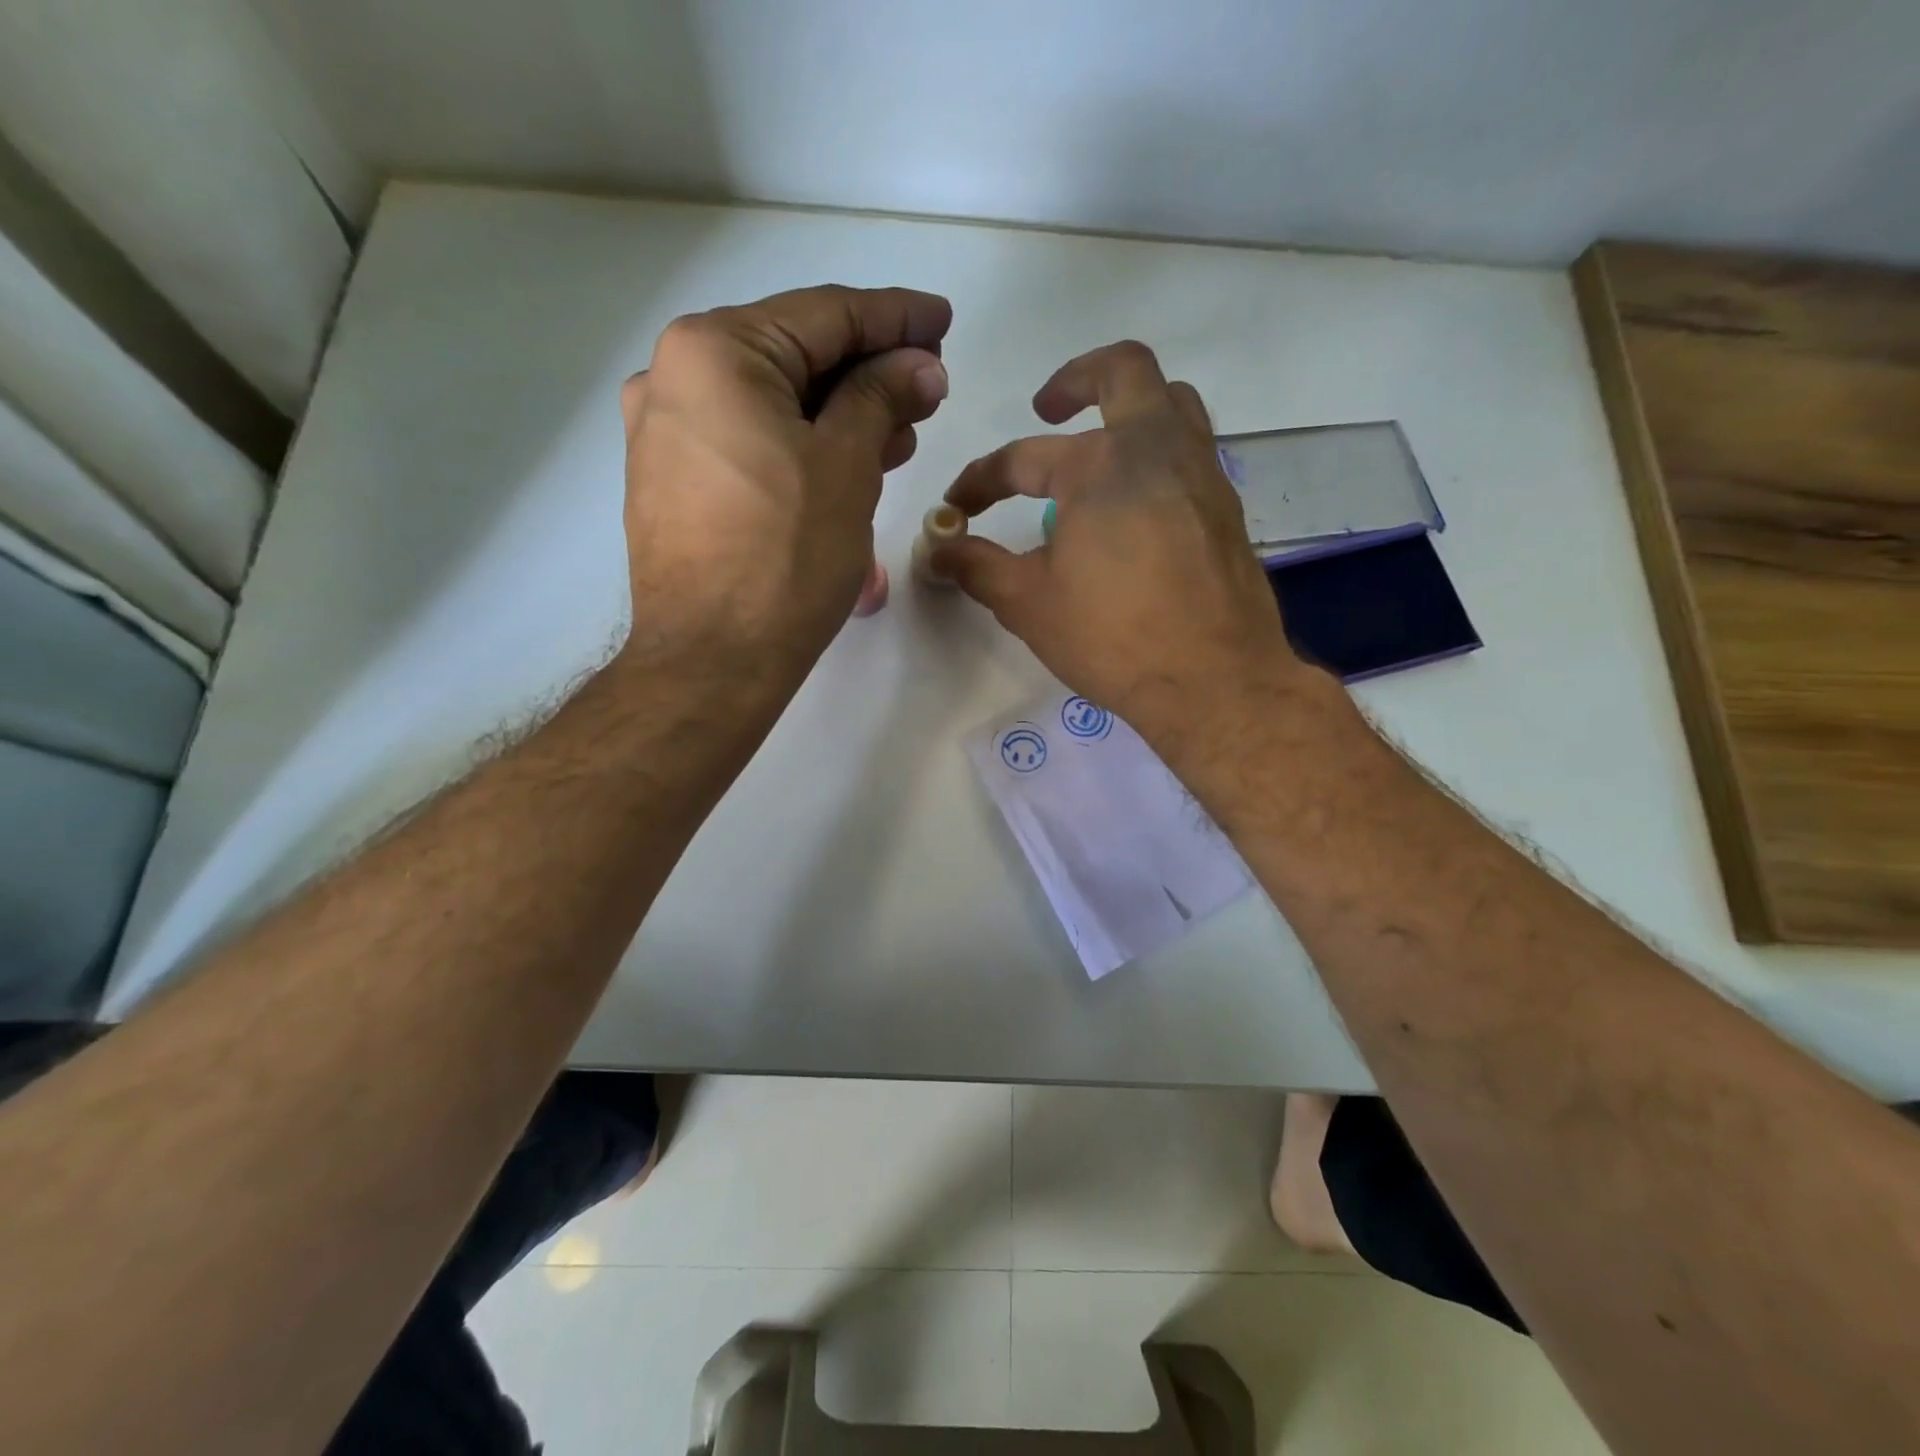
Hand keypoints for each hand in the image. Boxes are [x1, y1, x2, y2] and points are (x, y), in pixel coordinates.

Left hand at [619, 284, 951, 676]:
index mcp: (715, 351)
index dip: (895, 318)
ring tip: (904, 430)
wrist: (714, 659)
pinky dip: (802, 442)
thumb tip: (920, 365)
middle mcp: (674, 375)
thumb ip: (883, 398)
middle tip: (930, 386)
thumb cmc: (786, 557)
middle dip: (870, 370)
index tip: (944, 321)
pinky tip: (849, 458)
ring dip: (841, 411)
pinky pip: (749, 440)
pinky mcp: (672, 479)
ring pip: (774, 402)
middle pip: (795, 355)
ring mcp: (666, 431)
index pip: (824, 315)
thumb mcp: (847, 465)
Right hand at [934, 340, 1318, 754]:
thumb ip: (977, 567)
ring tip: (1098, 446)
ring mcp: (1201, 474)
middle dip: (1076, 378)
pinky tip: (1135, 504)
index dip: (980, 480)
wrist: (1213, 681)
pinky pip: (1192, 452)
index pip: (1022, 458)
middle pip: (1123, 370)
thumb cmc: (1112, 637)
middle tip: (1047, 408)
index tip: (958, 508)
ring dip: (1130, 408)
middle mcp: (1156, 448)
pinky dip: (1157, 455)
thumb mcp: (1027, 603)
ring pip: (1173, 402)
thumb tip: (939, 549)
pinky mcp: (1226, 508)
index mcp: (1099, 465)